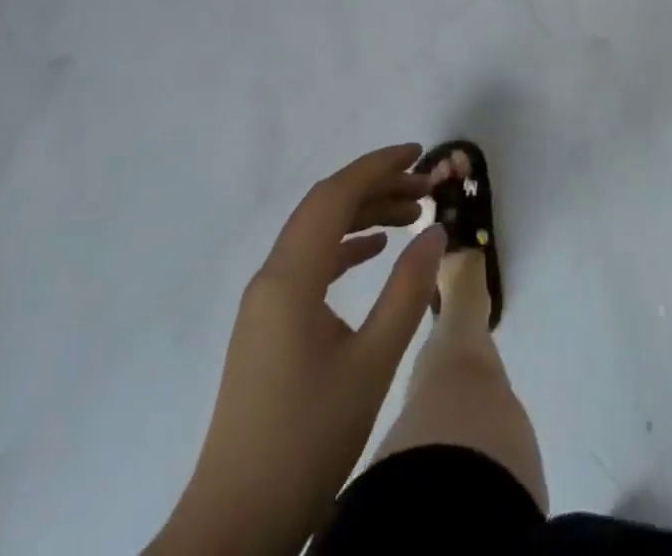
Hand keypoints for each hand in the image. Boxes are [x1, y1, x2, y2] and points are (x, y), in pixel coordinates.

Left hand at [150, 146, 446, 555]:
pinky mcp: (268, 326)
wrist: (235, 524)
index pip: (335, 195)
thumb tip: (436, 232)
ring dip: (362, 215)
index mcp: (290, 277)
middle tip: (425, 187)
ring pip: (317, 233)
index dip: (378, 166)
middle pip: (325, 207)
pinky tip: (374, 252)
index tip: (419, 153)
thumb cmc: (307, 440)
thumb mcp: (372, 364)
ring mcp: (265, 303)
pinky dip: (345, 246)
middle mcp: (272, 277)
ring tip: (411, 216)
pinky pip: (310, 263)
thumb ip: (408, 292)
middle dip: (376, 187)